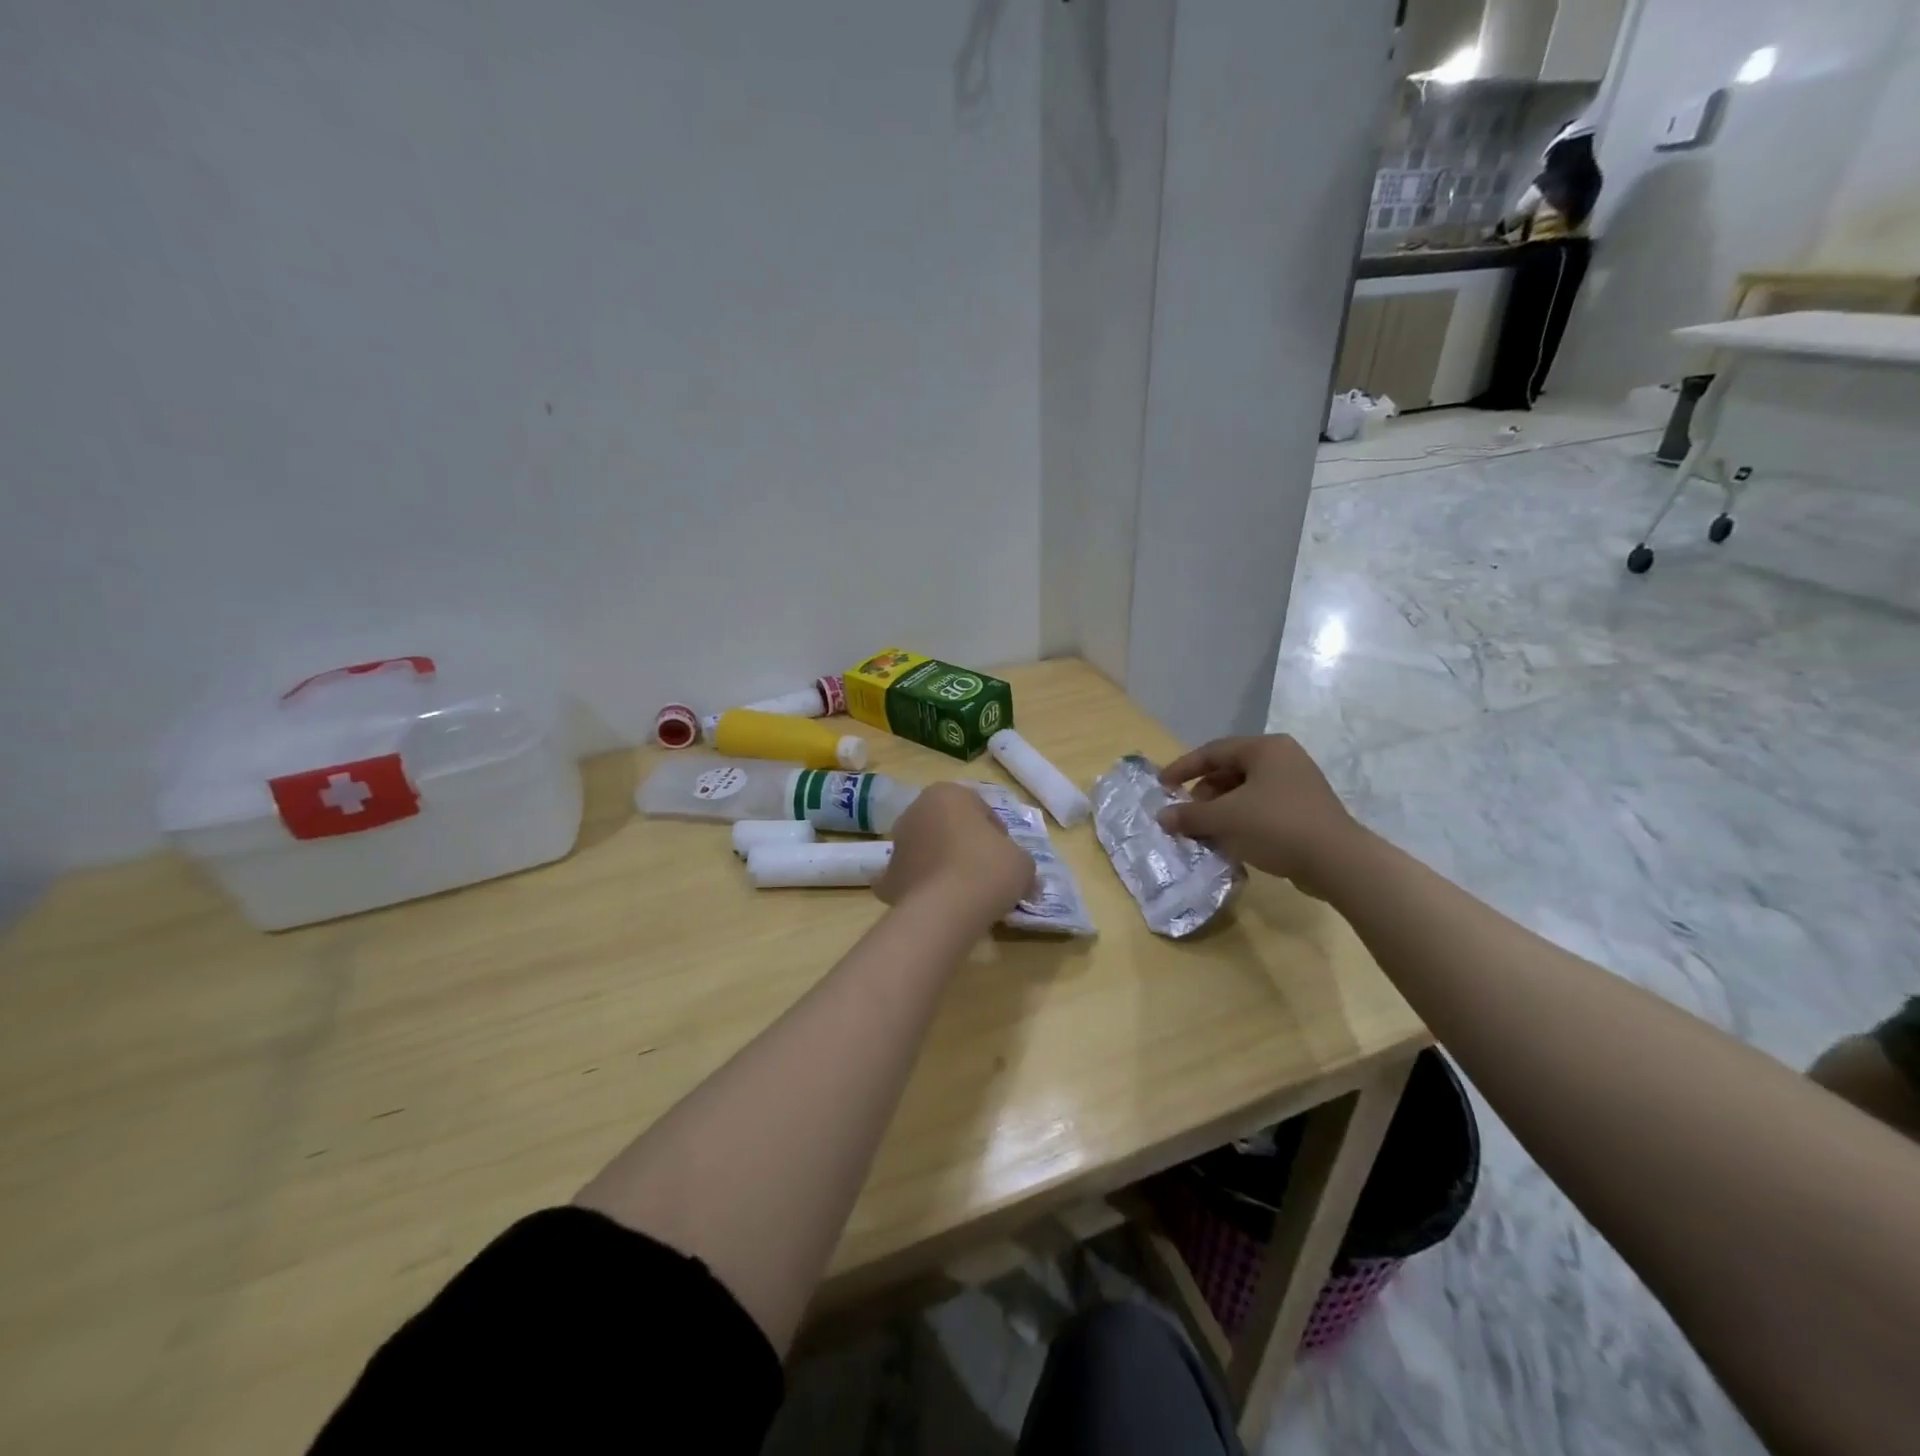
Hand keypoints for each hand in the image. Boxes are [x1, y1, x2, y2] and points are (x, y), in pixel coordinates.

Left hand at [877, 782, 1035, 926]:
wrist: (945, 910)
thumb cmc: (988, 870)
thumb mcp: (1022, 862)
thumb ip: (1021, 862)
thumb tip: (1024, 879)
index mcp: (947, 794)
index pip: (980, 810)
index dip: (998, 834)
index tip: (1007, 857)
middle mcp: (916, 811)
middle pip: (949, 827)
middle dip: (966, 846)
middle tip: (988, 874)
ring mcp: (897, 844)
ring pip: (928, 851)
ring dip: (943, 865)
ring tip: (966, 894)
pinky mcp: (887, 877)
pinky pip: (912, 879)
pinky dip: (924, 890)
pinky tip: (940, 907)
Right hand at [1157, 736, 1362, 899]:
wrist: (1337, 862)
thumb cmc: (1277, 826)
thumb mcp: (1225, 818)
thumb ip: (1189, 815)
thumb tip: (1162, 817)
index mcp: (1265, 749)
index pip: (1213, 751)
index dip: (1183, 768)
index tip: (1161, 786)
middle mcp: (1283, 758)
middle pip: (1230, 770)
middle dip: (1203, 793)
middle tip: (1187, 814)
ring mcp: (1297, 783)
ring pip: (1245, 790)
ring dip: (1220, 809)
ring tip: (1205, 830)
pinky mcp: (1304, 809)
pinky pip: (1261, 807)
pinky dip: (1240, 819)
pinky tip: (1230, 840)